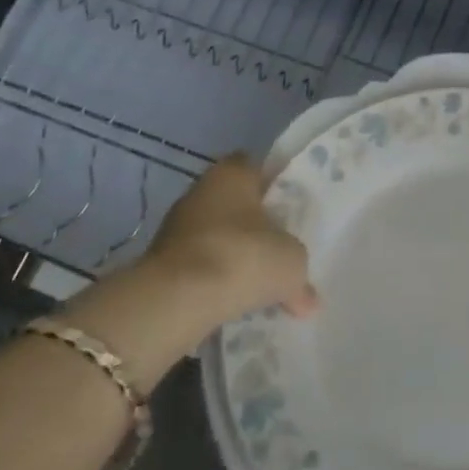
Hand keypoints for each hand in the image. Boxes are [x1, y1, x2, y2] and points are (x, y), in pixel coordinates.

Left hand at [141, 156, 317, 331]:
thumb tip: (307, 298)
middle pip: (236, 203)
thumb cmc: (242, 258)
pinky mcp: (161, 262)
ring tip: (259, 283)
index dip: (276, 186)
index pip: (258, 167)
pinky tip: (234, 301)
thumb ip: (300, 270)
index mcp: (233, 173)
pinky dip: (214, 280)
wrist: (175, 302)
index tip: (292, 210)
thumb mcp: (291, 261)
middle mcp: (201, 190)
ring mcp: (176, 227)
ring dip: (234, 255)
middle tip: (280, 247)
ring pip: (217, 236)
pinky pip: (199, 266)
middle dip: (256, 225)